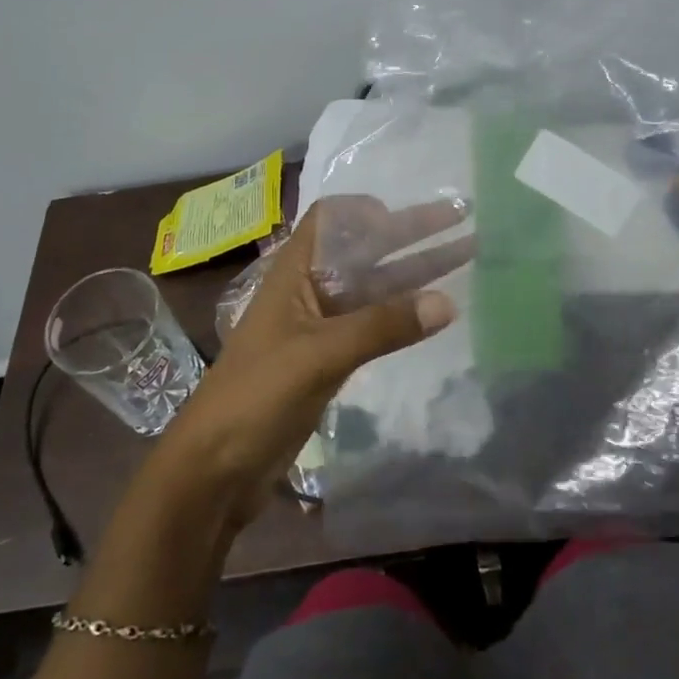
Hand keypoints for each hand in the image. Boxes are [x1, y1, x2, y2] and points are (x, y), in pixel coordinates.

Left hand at [151, 196, 470, 524]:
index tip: (407, 215)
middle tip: (460, 219)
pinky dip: (402, 312)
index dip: (367, 209)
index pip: (331, 218)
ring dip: (415, 271)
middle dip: (409, 233)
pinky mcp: (329, 358)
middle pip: (364, 248)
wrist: (214, 469)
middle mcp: (309, 288)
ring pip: (374, 286)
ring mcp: (320, 325)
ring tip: (464, 255)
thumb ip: (381, 327)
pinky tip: (434, 311)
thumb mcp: (319, 355)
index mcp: (295, 272)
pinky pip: (373, 323)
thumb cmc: (256, 396)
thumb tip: (447, 302)